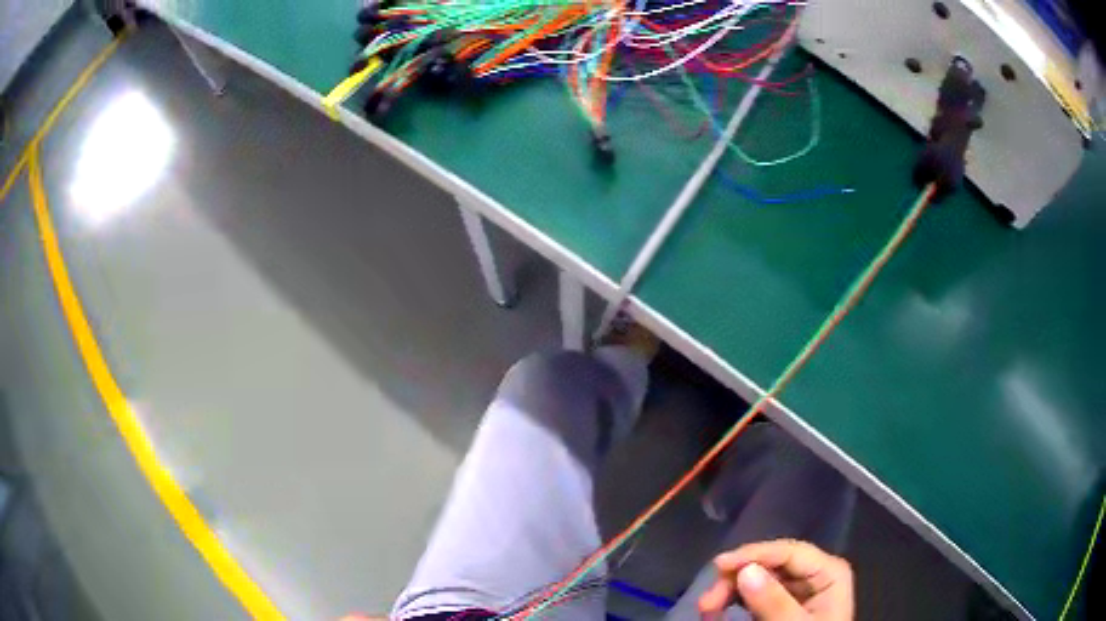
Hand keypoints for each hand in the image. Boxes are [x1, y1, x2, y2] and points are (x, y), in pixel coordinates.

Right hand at [698, 539, 853, 620]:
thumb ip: (774, 602)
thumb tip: (745, 570)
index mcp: (828, 572)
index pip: (788, 552)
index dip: (753, 554)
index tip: (717, 565)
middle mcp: (814, 574)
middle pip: (770, 565)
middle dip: (736, 579)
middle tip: (707, 602)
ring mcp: (799, 590)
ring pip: (759, 579)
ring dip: (730, 592)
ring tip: (706, 610)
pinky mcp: (783, 605)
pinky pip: (756, 596)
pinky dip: (735, 602)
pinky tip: (718, 613)